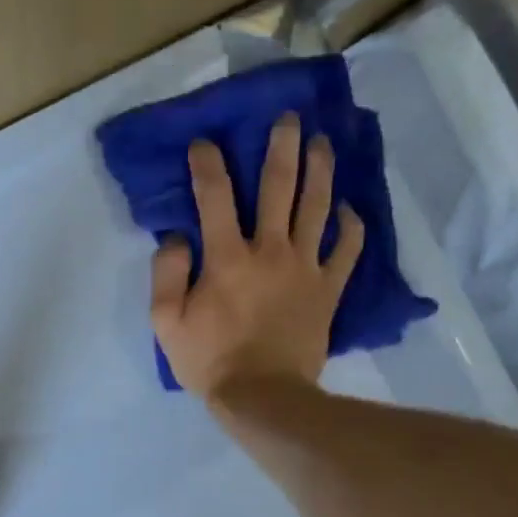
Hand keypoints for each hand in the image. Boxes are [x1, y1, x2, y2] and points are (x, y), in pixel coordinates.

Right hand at [151, 113, 363, 397]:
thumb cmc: (210, 360)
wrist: (263, 397)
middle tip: (289, 118)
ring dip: (320, 171)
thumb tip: (177, 237)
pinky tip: (349, 210)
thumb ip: (166, 274)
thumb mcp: (166, 323)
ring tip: (323, 144)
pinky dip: (351, 227)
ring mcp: (305, 268)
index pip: (214, 196)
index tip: (205, 143)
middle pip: (279, 186)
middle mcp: (270, 250)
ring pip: (317, 207)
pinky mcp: (328, 289)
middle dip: (282, 147)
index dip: (208, 164)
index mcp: (226, 257)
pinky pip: (346, 250)